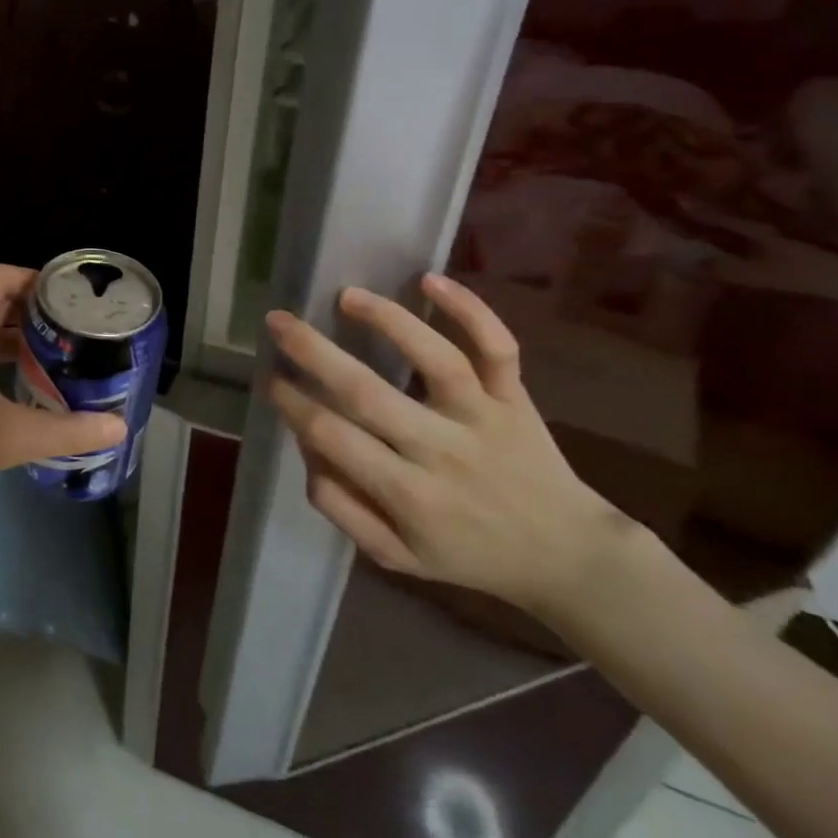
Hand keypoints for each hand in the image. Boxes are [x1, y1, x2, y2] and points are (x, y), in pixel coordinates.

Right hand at [266, 273, 632, 615]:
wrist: (569, 558)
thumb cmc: (470, 553)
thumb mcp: (396, 555)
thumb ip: (342, 507)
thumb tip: (306, 449)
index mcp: (407, 494)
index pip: (332, 437)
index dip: (292, 403)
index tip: (268, 378)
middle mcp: (441, 450)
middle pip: (367, 392)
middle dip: (313, 353)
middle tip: (277, 322)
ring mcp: (483, 418)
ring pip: (435, 359)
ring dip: (387, 320)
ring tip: (345, 296)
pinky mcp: (516, 398)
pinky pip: (498, 348)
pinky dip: (470, 310)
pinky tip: (430, 279)